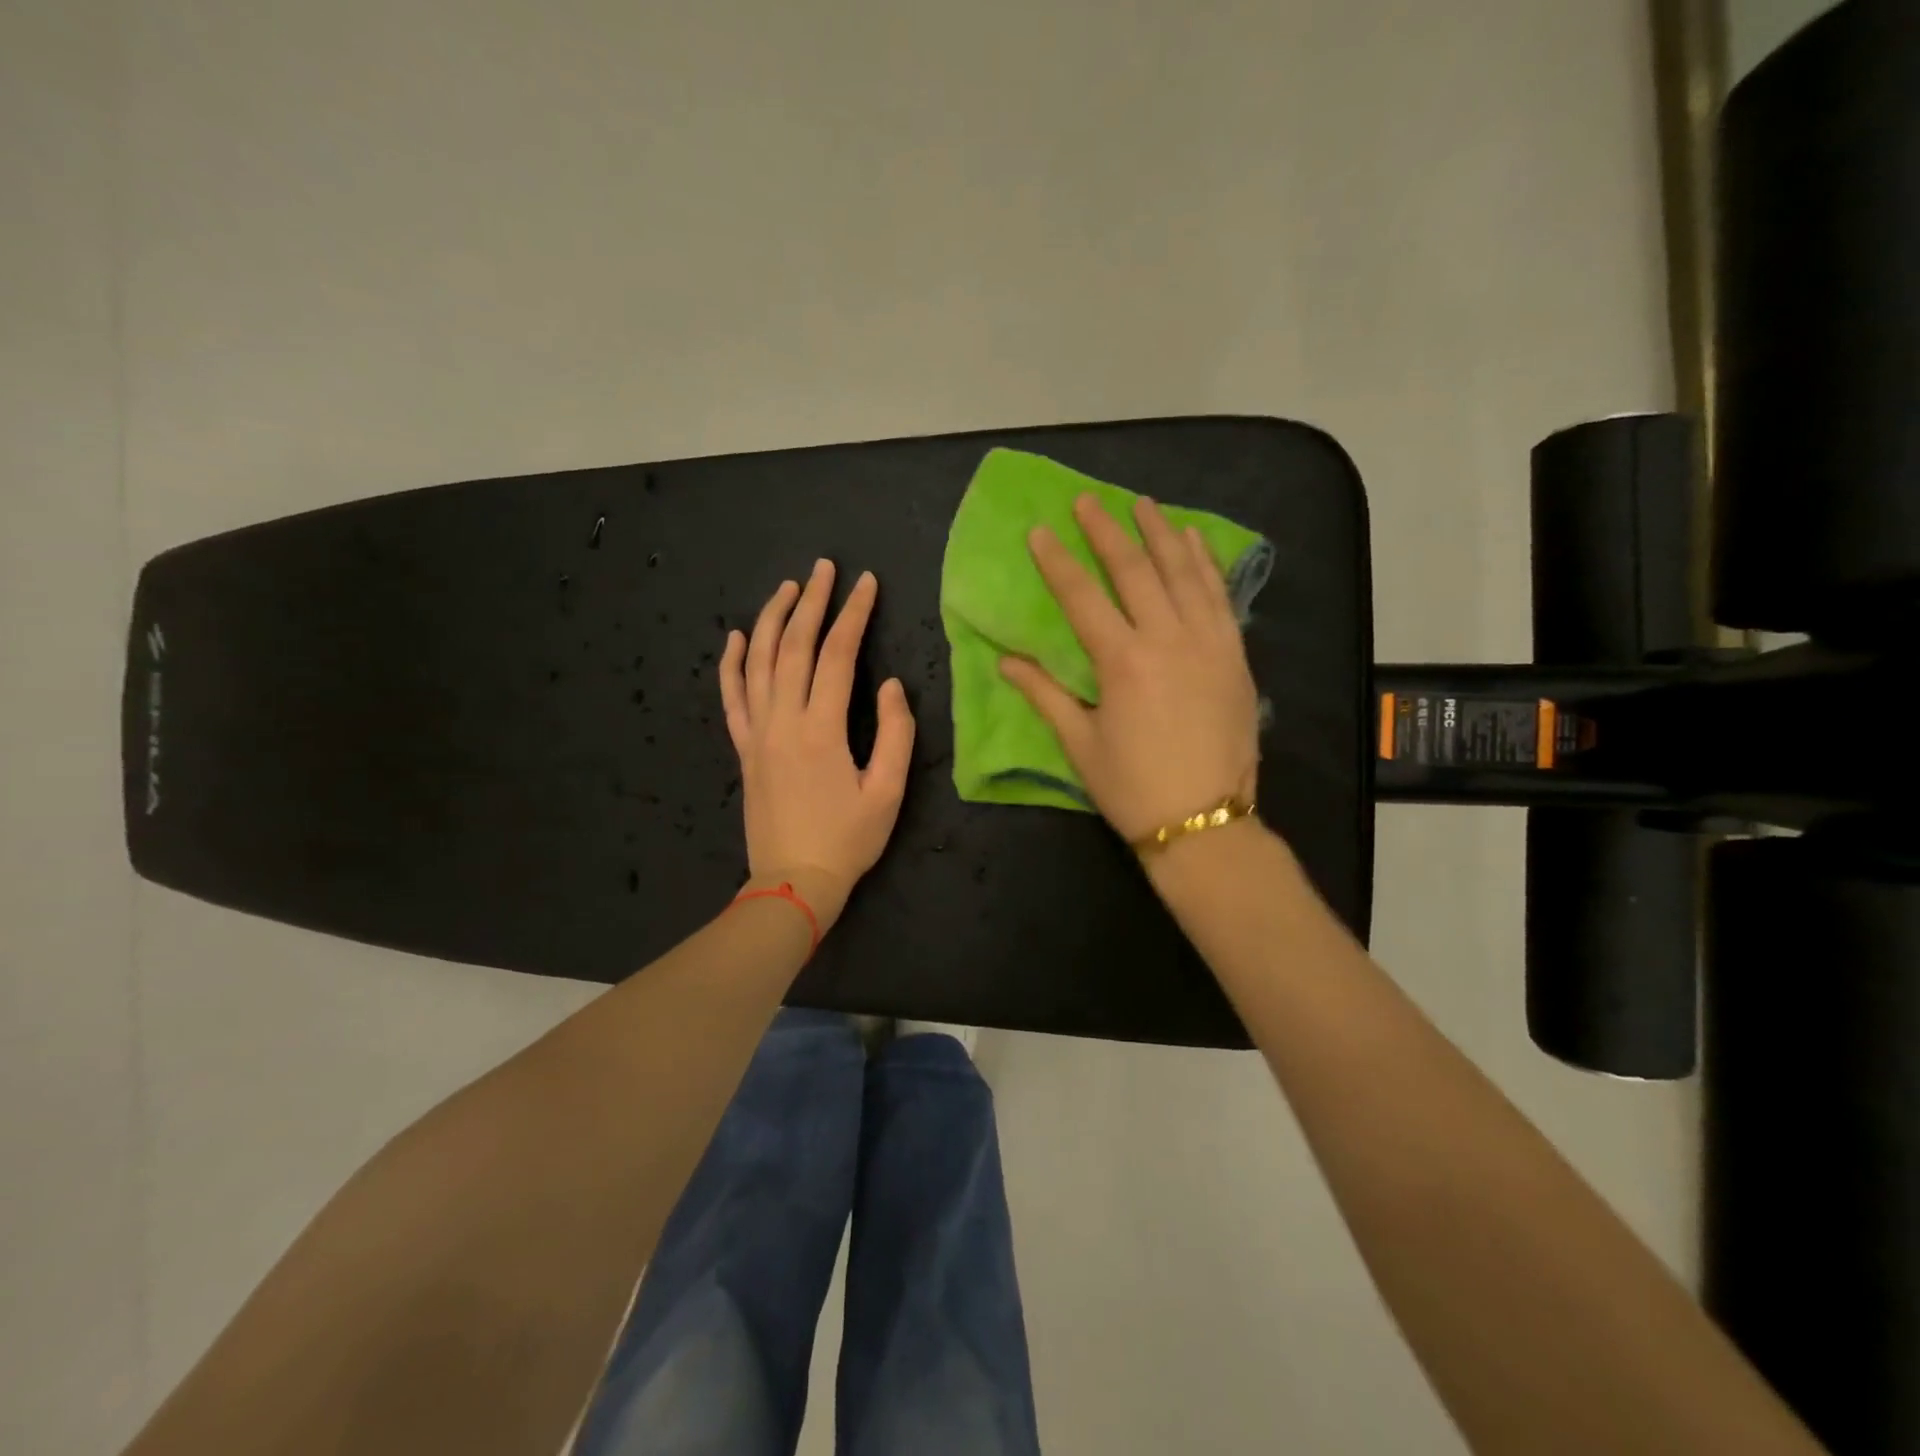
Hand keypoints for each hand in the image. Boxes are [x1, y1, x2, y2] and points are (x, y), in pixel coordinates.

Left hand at [719, 560, 915, 932]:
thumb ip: (895, 733)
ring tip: (787, 587)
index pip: (837, 656)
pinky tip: (736, 637)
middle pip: (793, 646)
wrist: (793, 882)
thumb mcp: (888, 792)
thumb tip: (890, 684)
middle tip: (825, 568)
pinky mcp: (743, 749)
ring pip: (758, 662)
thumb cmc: (848, 840)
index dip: (853, 615)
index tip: (867, 583)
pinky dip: (731, 664)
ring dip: (772, 619)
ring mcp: (757, 733)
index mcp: (822, 729)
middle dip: (811, 602)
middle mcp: (783, 721)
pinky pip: (732, 697)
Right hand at [999, 494, 1259, 844]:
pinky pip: (1219, 596)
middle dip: (1106, 531)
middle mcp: (1167, 640)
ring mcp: (1208, 643)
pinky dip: (1204, 563)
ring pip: (1182, 573)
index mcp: (1122, 662)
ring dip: (1160, 533)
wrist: (1205, 822)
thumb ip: (1044, 694)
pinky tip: (1193, 541)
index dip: (1057, 562)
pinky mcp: (1234, 654)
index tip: (1040, 531)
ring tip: (1142, 504)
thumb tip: (1005, 660)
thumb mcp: (1080, 744)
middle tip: (1087, 501)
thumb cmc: (1133, 787)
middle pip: (1134, 570)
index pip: (1082, 597)